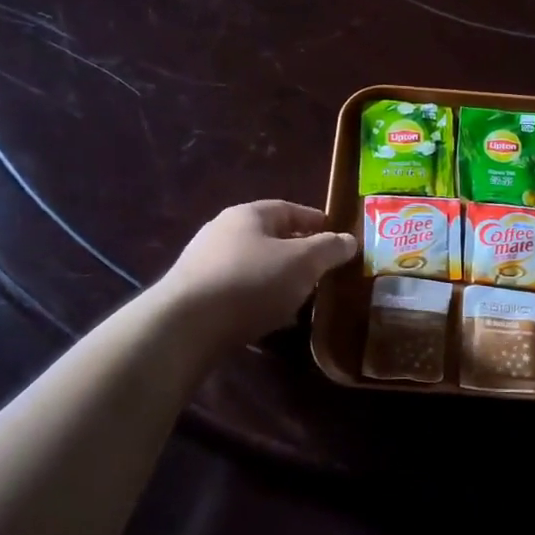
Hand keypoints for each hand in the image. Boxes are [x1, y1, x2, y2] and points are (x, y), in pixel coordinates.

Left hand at [158, 200, 357, 350]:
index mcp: (248, 215)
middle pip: (269, 237)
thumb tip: (349, 239)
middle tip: (322, 269)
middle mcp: (222, 232)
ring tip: (301, 296)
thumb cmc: (251, 282)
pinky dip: (258, 298)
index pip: (288, 209)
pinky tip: (271, 318)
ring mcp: (204, 263)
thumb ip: (329, 249)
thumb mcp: (303, 262)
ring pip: (253, 265)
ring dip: (277, 277)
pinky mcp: (195, 295)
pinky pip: (237, 290)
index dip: (315, 221)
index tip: (336, 236)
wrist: (185, 326)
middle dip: (297, 252)